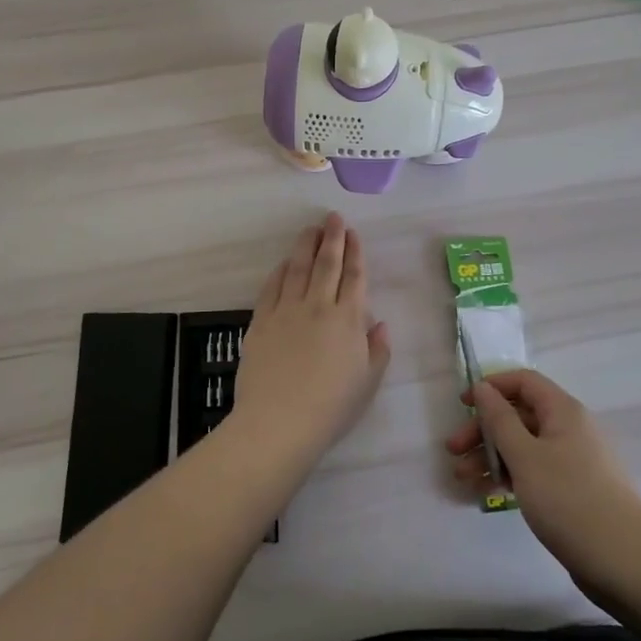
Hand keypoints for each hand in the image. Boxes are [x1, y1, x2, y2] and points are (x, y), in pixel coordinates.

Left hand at [230, 213, 391, 468]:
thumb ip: (377, 349)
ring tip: (310, 230)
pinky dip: (280, 271)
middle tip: (332, 218)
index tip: (354, 233)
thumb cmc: (331, 408)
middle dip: (332, 238)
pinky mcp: (261, 320)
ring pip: (297, 268)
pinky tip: (283, 263)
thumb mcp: (368, 382)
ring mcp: (286, 311)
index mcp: (348, 320)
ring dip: (305, 246)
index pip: (354, 277)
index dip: (355, 252)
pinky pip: (272, 287)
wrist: (279, 422)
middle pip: (326, 264)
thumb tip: (379, 323)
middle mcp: (318, 306)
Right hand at [445, 368, 640, 594]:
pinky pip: (535, 470)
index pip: (523, 382)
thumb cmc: (570, 500)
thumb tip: (484, 387)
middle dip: (484, 429)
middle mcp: (570, 429)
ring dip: (492, 456)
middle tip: (453, 451)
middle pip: (520, 415)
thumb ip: (500, 419)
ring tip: (464, 478)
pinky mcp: (574, 490)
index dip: (491, 387)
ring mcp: (574, 460)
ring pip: (524, 446)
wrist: (625, 562)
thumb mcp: (525, 456)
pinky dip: (511, 476)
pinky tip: (489, 493)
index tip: (463, 406)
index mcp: (563, 411)